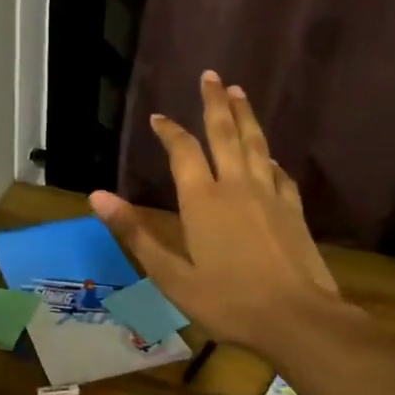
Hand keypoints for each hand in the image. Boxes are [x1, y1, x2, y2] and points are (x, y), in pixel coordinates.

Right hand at [90, 72, 364, 361]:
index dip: (170, 131)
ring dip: (245, 115)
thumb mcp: (171, 275)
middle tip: (210, 76)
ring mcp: (269, 195)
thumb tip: (97, 196)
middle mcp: (236, 186)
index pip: (183, 151)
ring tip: (238, 92)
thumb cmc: (228, 301)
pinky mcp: (293, 210)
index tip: (159, 116)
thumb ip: (135, 233)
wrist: (298, 319)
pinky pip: (279, 173)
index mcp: (202, 200)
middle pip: (225, 133)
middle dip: (215, 102)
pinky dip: (270, 158)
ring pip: (256, 144)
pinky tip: (269, 156)